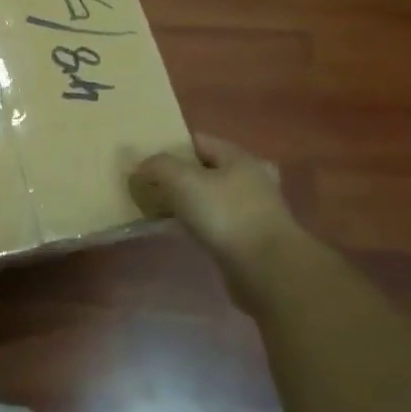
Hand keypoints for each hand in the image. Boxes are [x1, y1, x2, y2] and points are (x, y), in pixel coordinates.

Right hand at [136, 135, 302, 291]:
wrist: (268, 270)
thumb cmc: (226, 215)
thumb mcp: (182, 180)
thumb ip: (158, 166)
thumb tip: (142, 166)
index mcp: (237, 157)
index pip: (198, 140)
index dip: (170, 147)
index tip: (145, 160)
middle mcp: (250, 178)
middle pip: (205, 170)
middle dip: (178, 176)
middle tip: (150, 186)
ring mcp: (254, 210)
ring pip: (211, 198)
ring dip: (188, 202)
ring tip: (161, 209)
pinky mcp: (251, 239)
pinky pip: (216, 223)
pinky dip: (198, 224)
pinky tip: (181, 232)